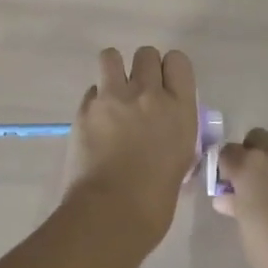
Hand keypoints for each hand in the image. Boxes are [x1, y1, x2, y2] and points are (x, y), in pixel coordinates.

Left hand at [63, 47, 200, 249]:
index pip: (178, 61)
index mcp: (179, 109)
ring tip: (113, 92)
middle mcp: (149, 94)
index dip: (170, 70)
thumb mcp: (181, 160)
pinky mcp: (86, 107)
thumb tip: (166, 129)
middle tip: (138, 92)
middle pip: (146, 53)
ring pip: (112, 56)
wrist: (111, 214)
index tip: (166, 85)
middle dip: (143, 68)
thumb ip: (175, 133)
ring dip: (114, 70)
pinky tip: (96, 121)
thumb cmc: (155, 201)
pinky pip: (92, 89)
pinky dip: (95, 100)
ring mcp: (115, 97)